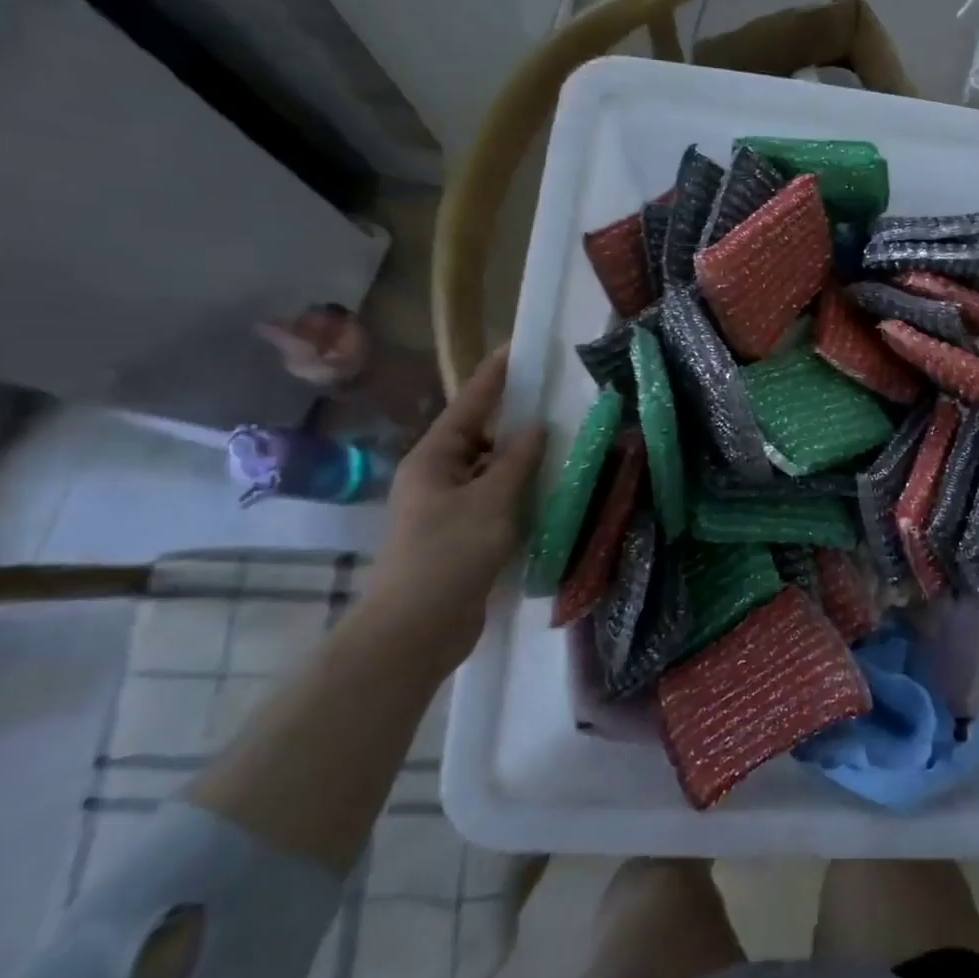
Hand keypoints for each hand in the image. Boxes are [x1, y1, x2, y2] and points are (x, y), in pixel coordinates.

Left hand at [363, 345, 543, 668]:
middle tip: (554, 401)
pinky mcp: (462, 534)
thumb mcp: (490, 502)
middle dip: (514, 420)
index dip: (493, 377)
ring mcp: (448, 507)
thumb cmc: (449, 555)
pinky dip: (520, 491)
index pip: (468, 405)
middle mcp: (437, 476)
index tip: (515, 348)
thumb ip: (517, 462)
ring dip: (521, 460)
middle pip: (480, 436)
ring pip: (490, 470)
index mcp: (433, 459)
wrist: (417, 629)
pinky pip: (496, 499)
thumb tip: (537, 428)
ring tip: (562, 443)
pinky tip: (549, 489)